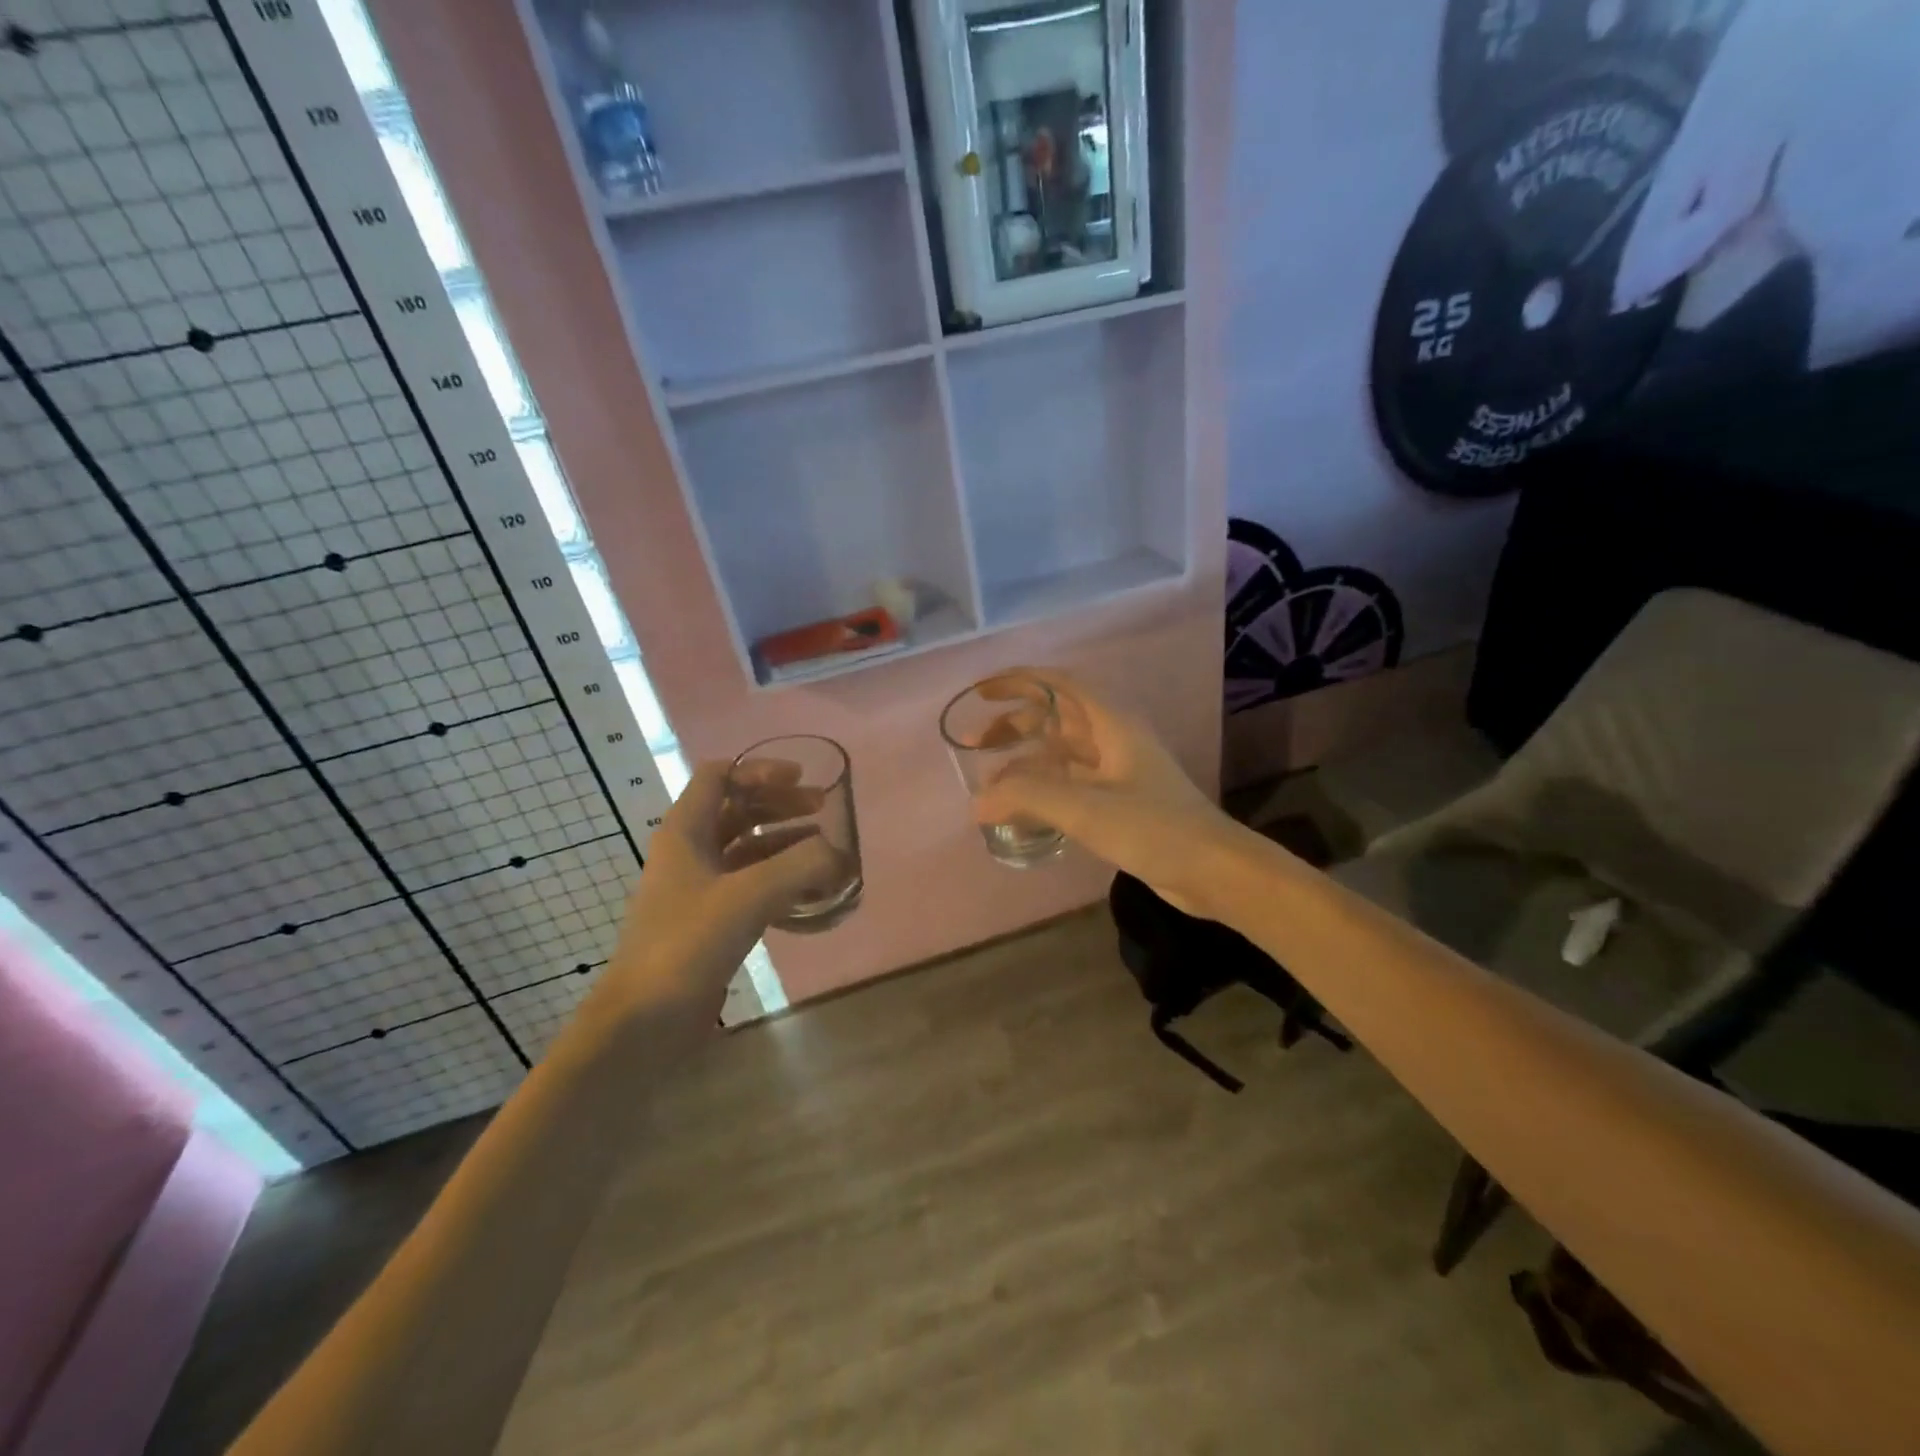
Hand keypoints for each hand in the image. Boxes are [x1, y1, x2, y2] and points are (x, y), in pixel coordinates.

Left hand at [589, 761, 841, 1029]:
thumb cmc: (687, 945)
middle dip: (780, 804)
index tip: (801, 779)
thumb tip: (840, 855)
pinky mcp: (711, 922)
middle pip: (737, 809)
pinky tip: (811, 892)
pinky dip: (781, 879)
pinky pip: (751, 884)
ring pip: (747, 849)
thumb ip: (801, 866)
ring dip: (785, 841)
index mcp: (685, 831)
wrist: (644, 1021)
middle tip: (823, 809)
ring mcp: (699, 889)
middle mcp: (689, 852)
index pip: (719, 776)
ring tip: (826, 848)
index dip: (760, 771)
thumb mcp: (748, 896)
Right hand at [971, 669, 1241, 915]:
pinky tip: (1020, 809)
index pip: (1060, 685)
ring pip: (1061, 754)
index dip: (1020, 681)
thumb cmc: (1153, 827)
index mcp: (1112, 724)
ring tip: (988, 781)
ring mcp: (1117, 772)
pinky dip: (1042, 789)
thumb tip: (977, 800)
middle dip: (1014, 725)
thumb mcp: (1085, 807)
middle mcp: (1114, 740)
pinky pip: (1070, 784)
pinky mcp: (1119, 802)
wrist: (1212, 870)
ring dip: (1025, 761)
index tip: (983, 692)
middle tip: (974, 743)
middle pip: (1056, 718)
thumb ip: (1027, 797)